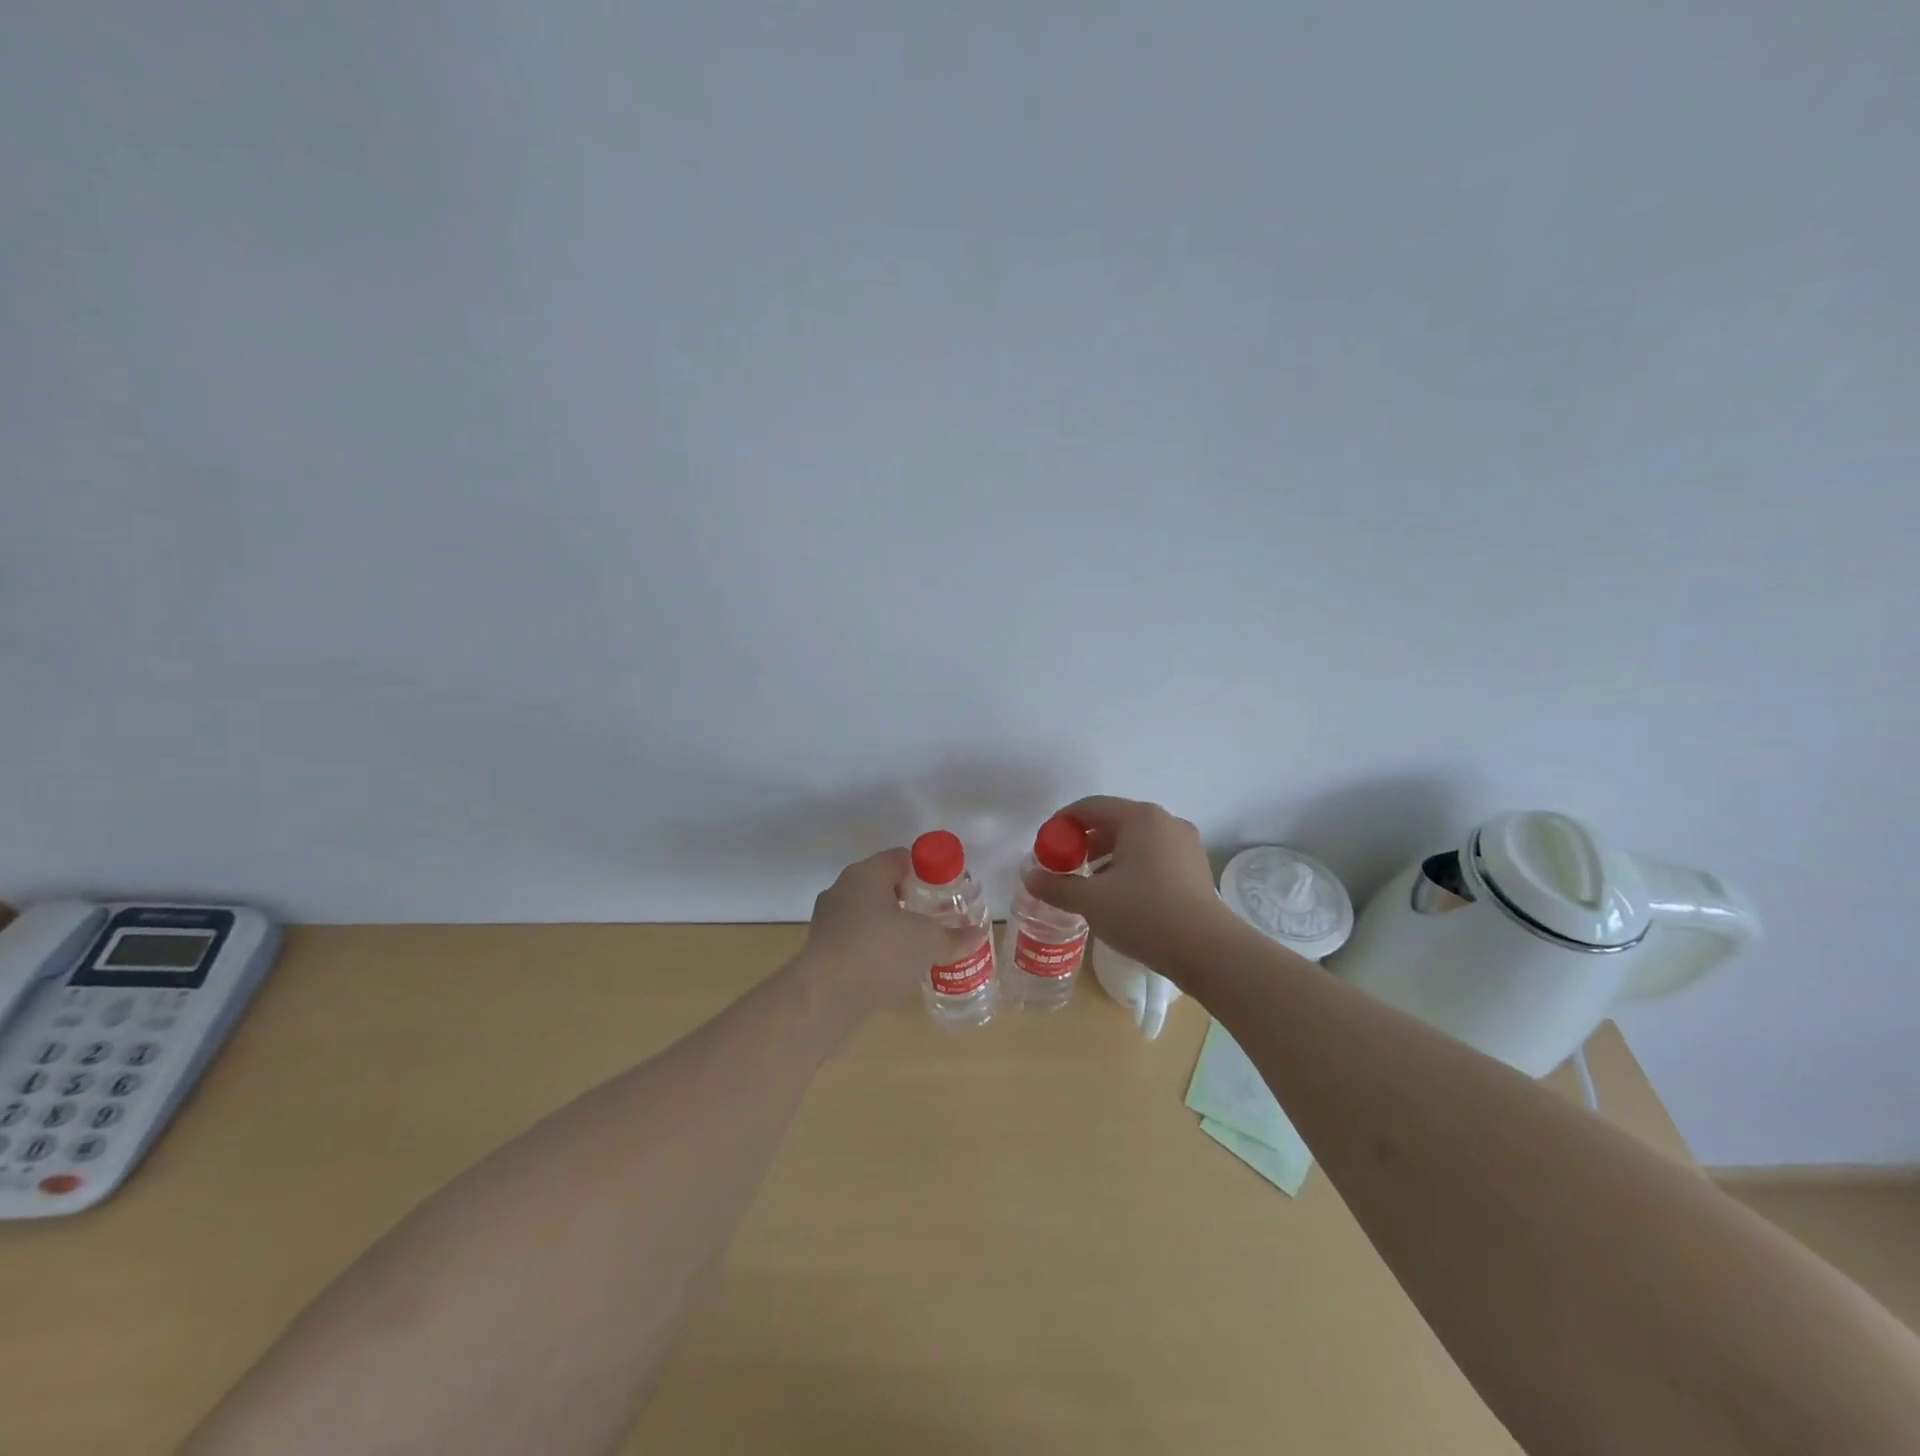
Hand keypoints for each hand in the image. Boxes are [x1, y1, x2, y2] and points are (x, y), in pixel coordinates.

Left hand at [795, 848, 960, 1018]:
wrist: (823, 997)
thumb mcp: (927, 942)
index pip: (903, 858)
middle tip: (939, 917)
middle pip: (886, 885)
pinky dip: (877, 946)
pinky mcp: (822, 948)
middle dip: (913, 899)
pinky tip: (895, 967)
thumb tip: (977, 933)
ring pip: (870, 913)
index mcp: (867, 873)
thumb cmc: (878, 953)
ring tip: (920, 945)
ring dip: (894, 924)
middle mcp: (844, 888)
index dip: (930, 871)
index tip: (950, 890)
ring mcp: (829, 918)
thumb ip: (954, 936)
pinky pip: (858, 938)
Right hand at [1022, 796, 1233, 974]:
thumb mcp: (1092, 901)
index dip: (1062, 823)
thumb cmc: (1145, 915)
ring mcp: (1185, 844)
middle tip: (1065, 867)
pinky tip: (1122, 895)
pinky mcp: (1196, 867)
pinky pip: (1154, 856)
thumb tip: (1029, 876)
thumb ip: (1057, 886)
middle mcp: (1165, 822)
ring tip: (1091, 884)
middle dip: (1085, 842)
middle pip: (1114, 821)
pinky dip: (1132, 867)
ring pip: (1135, 840)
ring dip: (1108, 856)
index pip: (1090, 807)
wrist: (1208, 950)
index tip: (1045, 846)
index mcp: (1140, 818)